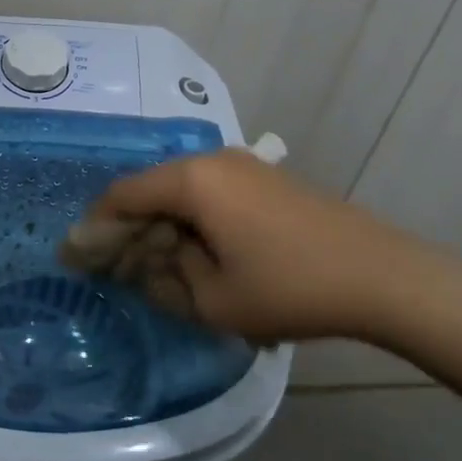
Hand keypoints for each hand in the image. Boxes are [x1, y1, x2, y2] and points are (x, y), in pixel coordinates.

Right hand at [82, 150, 461, 343]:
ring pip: (181, 190)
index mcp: (191, 180)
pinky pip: (210, 193)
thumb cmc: (290, 288)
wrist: (383, 276)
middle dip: (128, 227)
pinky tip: (195, 250)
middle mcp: (212, 160)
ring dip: (161, 224)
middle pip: (151, 188)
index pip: (123, 195)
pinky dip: (191, 219)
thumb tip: (146, 266)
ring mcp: (243, 166)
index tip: (78, 257)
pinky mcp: (265, 179)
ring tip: (154, 263)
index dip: (95, 226)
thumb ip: (164, 279)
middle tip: (114, 265)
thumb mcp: (214, 300)